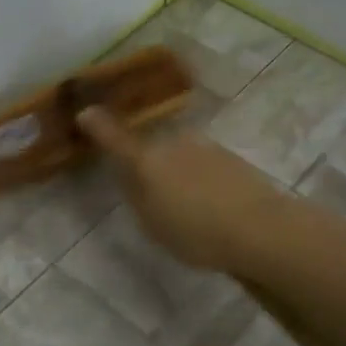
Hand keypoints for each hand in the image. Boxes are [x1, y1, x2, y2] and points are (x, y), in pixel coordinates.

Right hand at [78, 106, 287, 271]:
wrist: (261, 229)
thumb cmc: (195, 232)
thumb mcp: (153, 224)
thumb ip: (137, 195)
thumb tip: (130, 175)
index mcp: (147, 162)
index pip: (116, 140)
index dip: (98, 126)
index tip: (85, 112)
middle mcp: (173, 145)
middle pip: (153, 152)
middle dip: (150, 168)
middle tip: (156, 202)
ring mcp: (205, 148)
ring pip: (180, 158)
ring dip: (179, 176)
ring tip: (192, 212)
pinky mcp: (231, 158)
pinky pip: (204, 167)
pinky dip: (202, 182)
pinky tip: (215, 210)